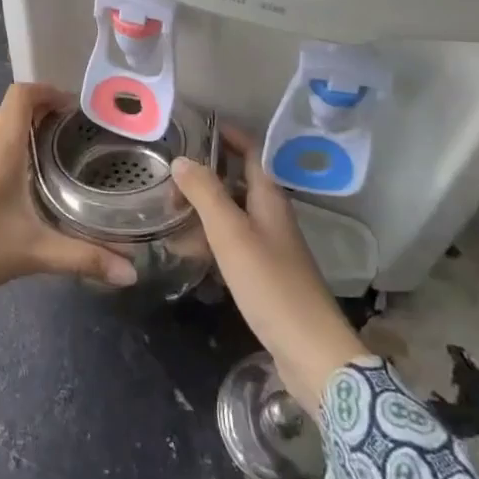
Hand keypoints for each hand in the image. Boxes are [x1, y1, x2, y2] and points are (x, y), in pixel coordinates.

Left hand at [0, 84, 139, 305]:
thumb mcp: (34, 254)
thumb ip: (84, 259)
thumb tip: (132, 273)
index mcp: (0, 149)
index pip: (23, 98)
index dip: (45, 92)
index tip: (67, 107)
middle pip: (1, 111)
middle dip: (26, 113)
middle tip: (48, 134)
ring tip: (13, 138)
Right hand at [171, 127, 373, 415]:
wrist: (310, 351)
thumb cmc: (270, 283)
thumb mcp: (230, 233)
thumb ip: (205, 193)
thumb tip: (182, 159)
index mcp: (269, 197)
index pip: (250, 150)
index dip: (226, 135)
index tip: (194, 126)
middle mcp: (271, 215)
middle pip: (238, 181)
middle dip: (205, 174)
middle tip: (169, 177)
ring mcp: (270, 245)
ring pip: (232, 213)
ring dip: (203, 208)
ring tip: (168, 212)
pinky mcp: (265, 274)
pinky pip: (232, 243)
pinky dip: (209, 239)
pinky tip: (187, 250)